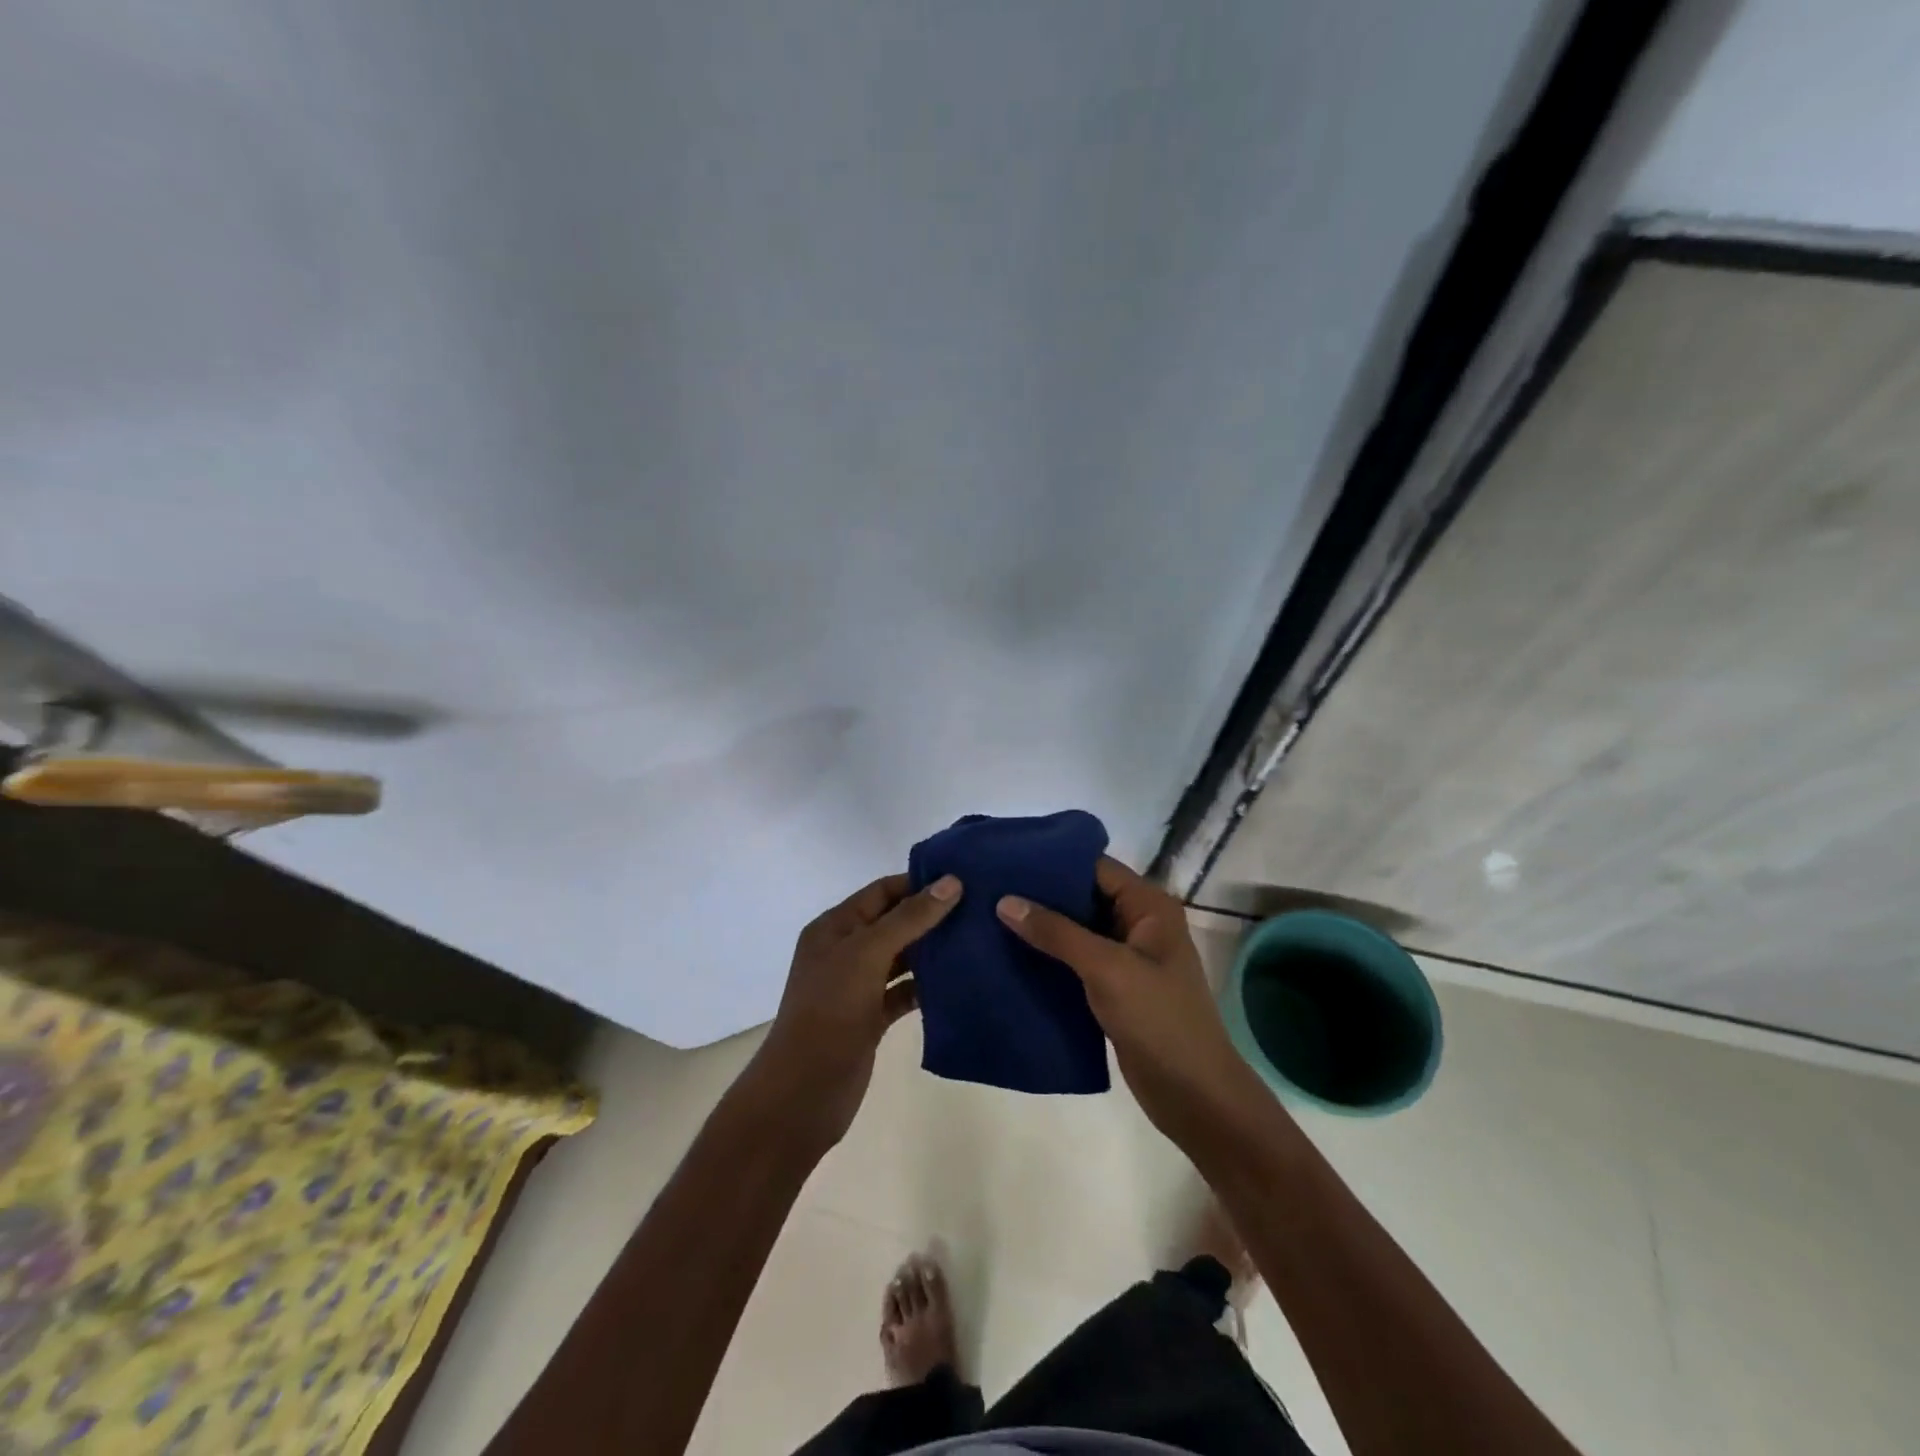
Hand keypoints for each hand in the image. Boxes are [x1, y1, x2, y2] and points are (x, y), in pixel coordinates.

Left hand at [748, 872, 962, 1148]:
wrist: (803, 1092)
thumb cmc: (830, 1011)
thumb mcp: (867, 954)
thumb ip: (909, 918)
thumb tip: (951, 882)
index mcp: (835, 927)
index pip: (881, 891)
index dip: (918, 883)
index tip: (962, 880)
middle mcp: (845, 951)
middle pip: (893, 923)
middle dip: (931, 916)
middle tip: (979, 910)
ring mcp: (857, 986)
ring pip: (901, 958)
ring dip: (932, 951)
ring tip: (977, 941)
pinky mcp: (871, 1018)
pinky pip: (903, 992)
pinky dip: (926, 987)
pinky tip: (958, 983)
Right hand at [997, 856, 1262, 1142]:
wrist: (1194, 1095)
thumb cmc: (1158, 1020)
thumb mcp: (1107, 969)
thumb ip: (1056, 933)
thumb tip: (1005, 901)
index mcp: (1148, 906)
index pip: (1095, 867)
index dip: (1053, 862)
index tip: (1007, 860)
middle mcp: (1138, 923)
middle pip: (1083, 896)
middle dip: (1041, 895)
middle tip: (990, 890)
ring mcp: (1127, 957)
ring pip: (1077, 930)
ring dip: (1042, 928)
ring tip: (991, 918)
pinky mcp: (1115, 987)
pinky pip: (1076, 961)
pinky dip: (1049, 957)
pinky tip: (1011, 956)